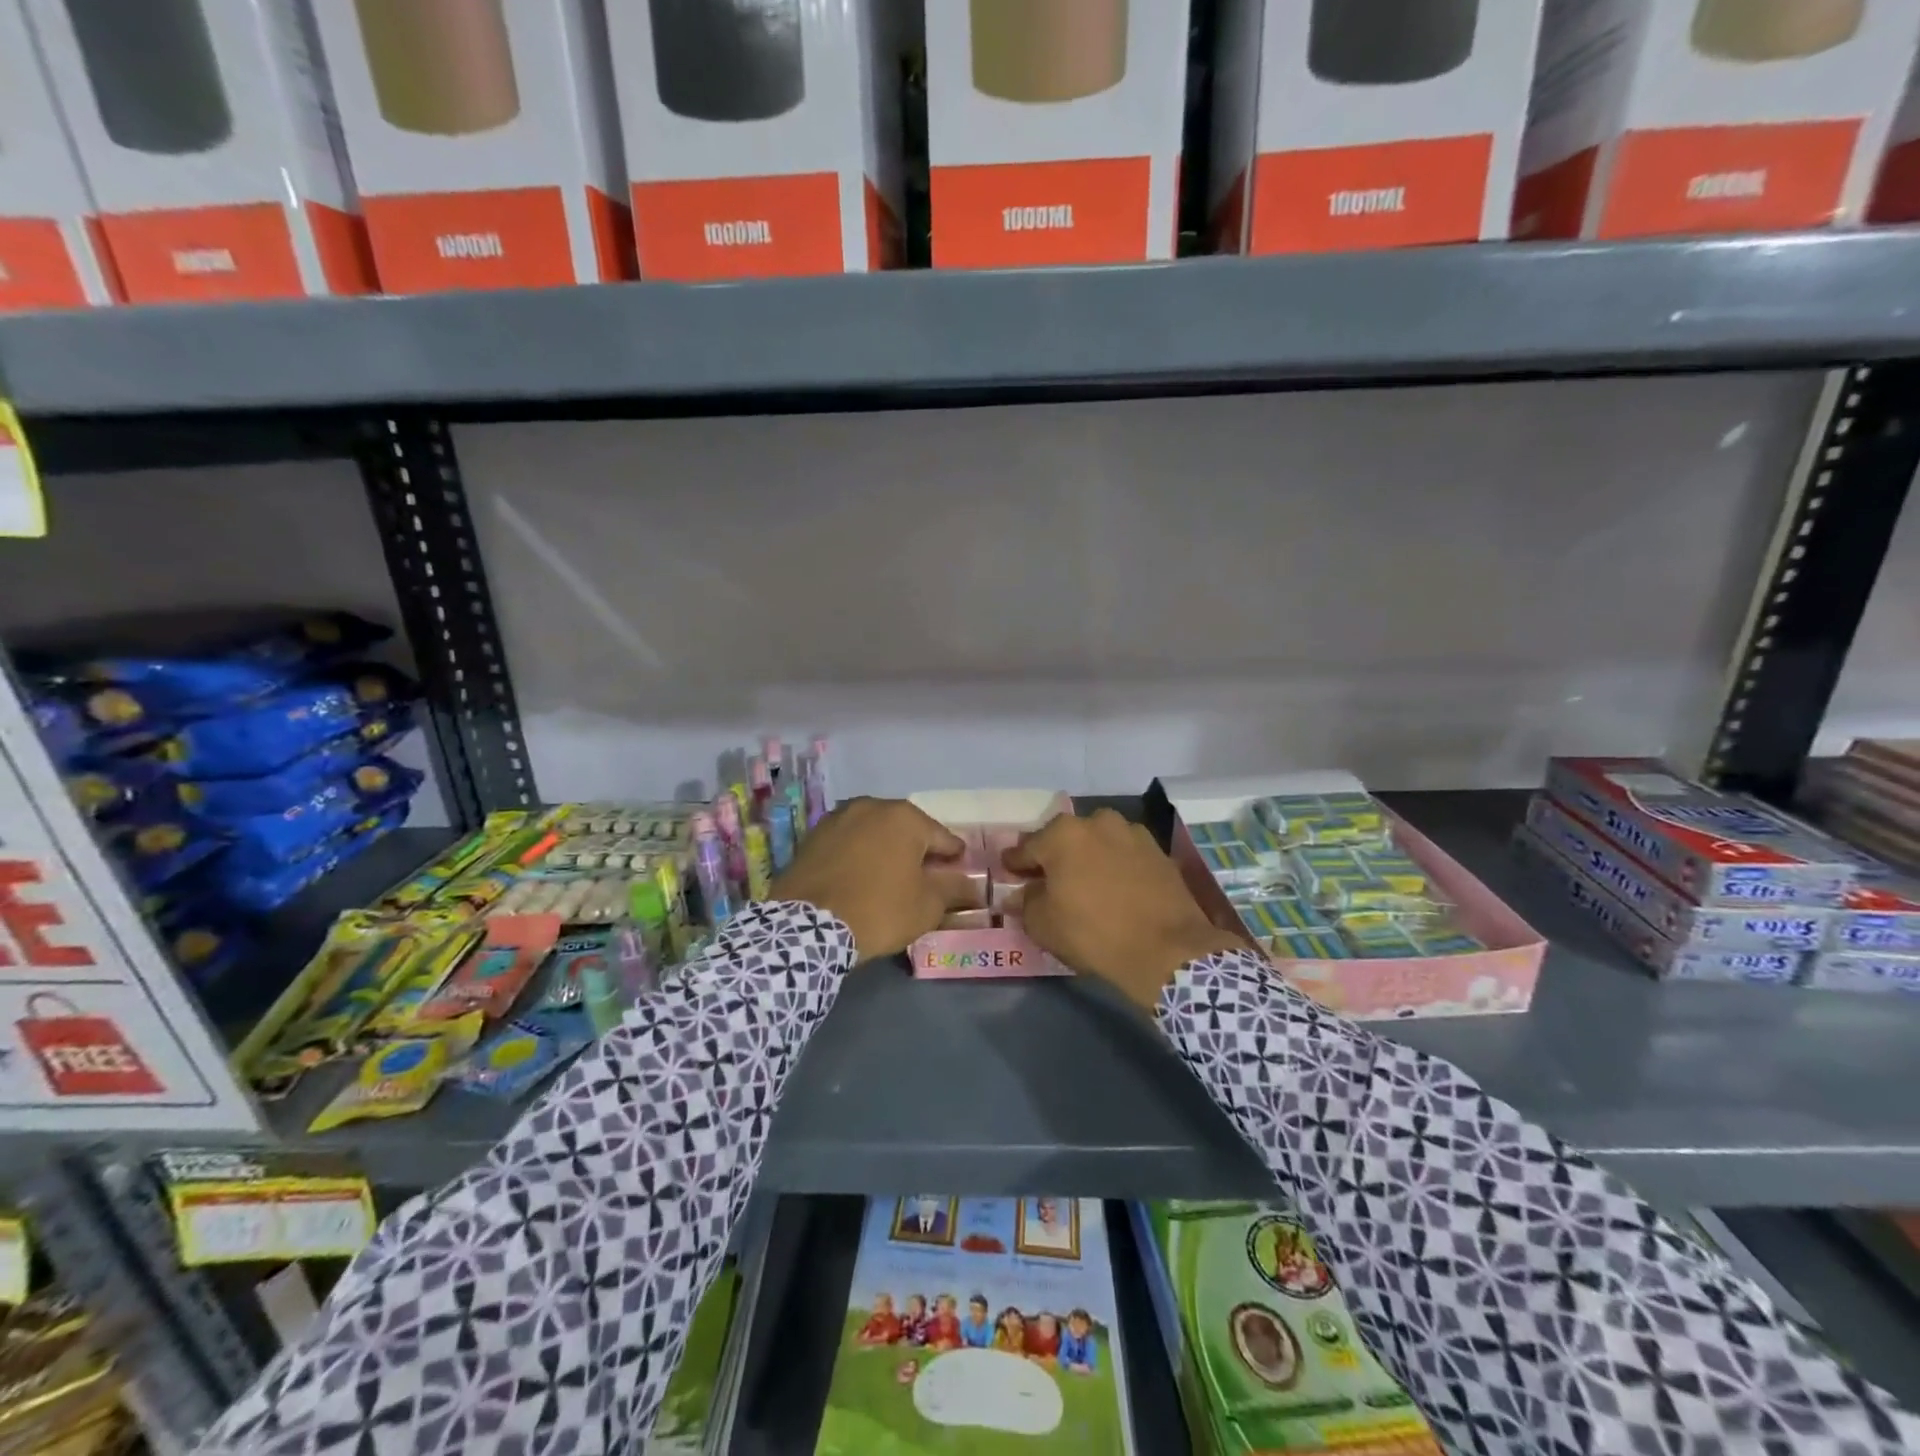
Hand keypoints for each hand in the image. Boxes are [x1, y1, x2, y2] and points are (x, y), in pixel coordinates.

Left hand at [772, 797, 973, 959]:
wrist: (807, 926)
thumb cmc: (879, 910)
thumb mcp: (927, 905)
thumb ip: (953, 889)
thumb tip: (972, 884)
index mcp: (905, 817)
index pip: (942, 838)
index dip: (954, 859)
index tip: (959, 875)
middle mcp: (872, 806)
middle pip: (907, 830)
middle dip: (918, 852)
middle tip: (925, 880)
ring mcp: (838, 818)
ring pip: (875, 834)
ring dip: (886, 851)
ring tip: (890, 879)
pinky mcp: (813, 836)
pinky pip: (848, 843)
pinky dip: (859, 856)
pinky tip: (860, 879)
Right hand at [1004, 809, 1244, 1010]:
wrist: (1166, 949)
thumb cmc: (1093, 932)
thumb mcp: (1043, 924)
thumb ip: (1025, 903)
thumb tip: (1020, 894)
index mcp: (1063, 834)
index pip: (1028, 848)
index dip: (1016, 863)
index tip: (1010, 872)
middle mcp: (1097, 822)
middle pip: (1065, 840)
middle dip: (1055, 857)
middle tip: (1048, 880)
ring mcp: (1132, 834)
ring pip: (1098, 843)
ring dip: (1088, 858)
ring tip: (1086, 883)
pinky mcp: (1159, 852)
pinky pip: (1125, 856)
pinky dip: (1116, 867)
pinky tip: (1115, 888)